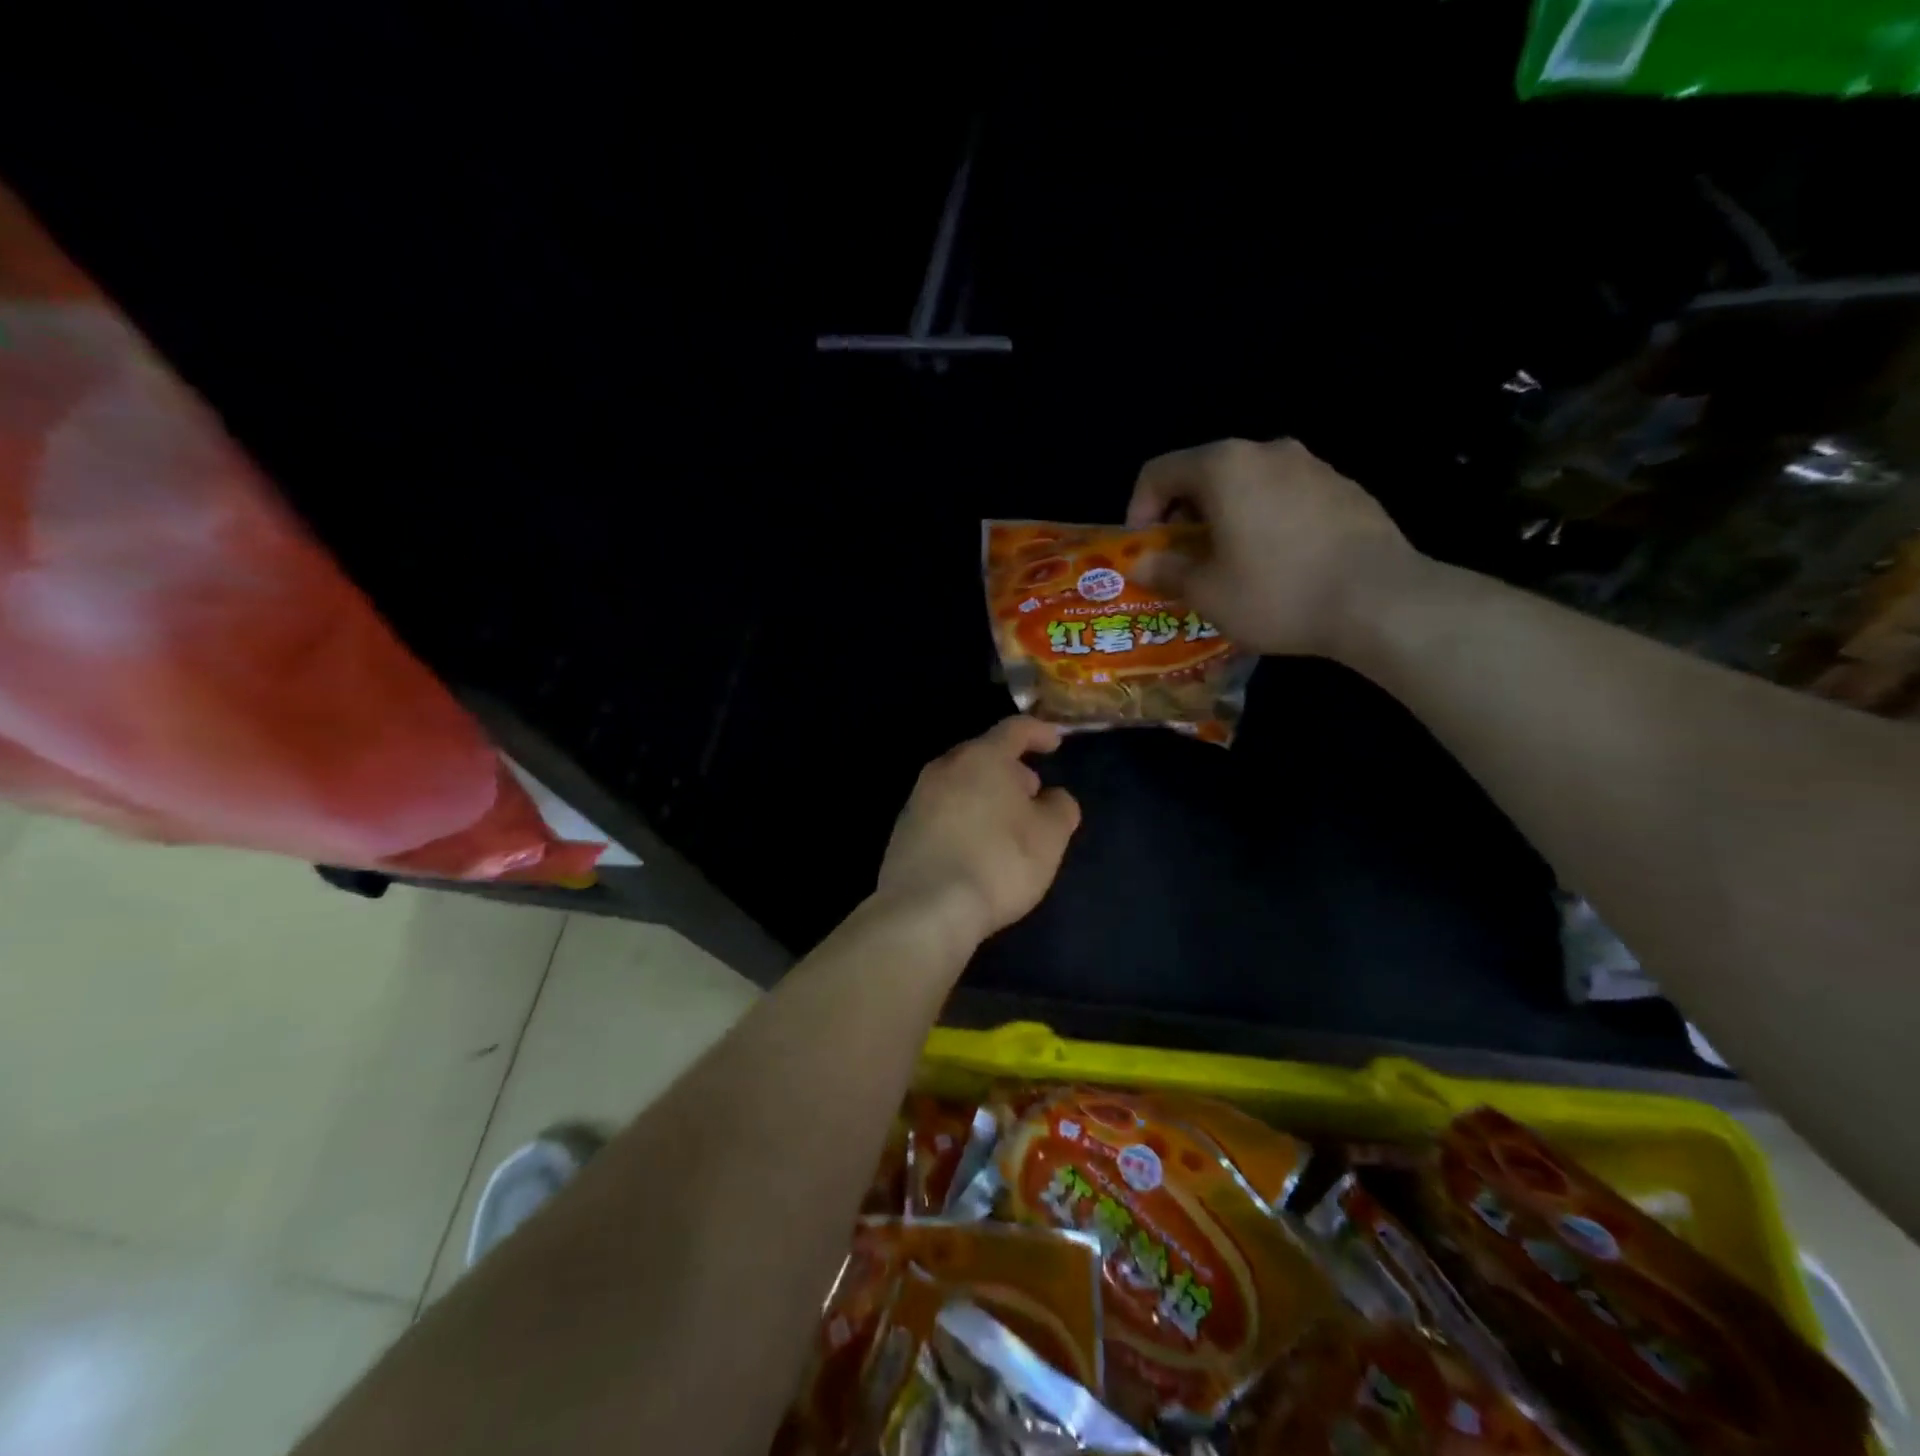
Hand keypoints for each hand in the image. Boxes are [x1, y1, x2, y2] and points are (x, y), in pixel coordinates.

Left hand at [876, 717, 1080, 947]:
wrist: (926, 909)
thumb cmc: (999, 862)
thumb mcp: (1050, 837)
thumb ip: (1060, 808)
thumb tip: (1053, 798)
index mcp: (982, 758)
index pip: (1014, 729)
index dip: (1039, 732)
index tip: (1055, 742)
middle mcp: (945, 768)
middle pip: (982, 755)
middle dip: (1010, 768)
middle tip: (1031, 791)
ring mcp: (918, 799)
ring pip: (960, 783)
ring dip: (986, 793)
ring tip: (1006, 822)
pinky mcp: (903, 830)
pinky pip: (943, 810)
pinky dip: (964, 816)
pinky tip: (976, 845)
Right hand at [1126, 437, 1418, 657]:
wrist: (1380, 600)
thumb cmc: (1277, 592)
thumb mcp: (1207, 593)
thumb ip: (1166, 571)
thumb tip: (1140, 564)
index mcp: (1224, 467)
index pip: (1159, 472)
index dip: (1138, 511)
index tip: (1146, 551)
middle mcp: (1267, 451)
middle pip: (1204, 474)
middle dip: (1183, 517)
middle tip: (1183, 562)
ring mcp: (1312, 466)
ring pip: (1247, 485)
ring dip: (1225, 519)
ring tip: (1230, 566)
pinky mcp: (1344, 488)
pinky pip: (1285, 498)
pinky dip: (1265, 521)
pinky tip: (1277, 565)